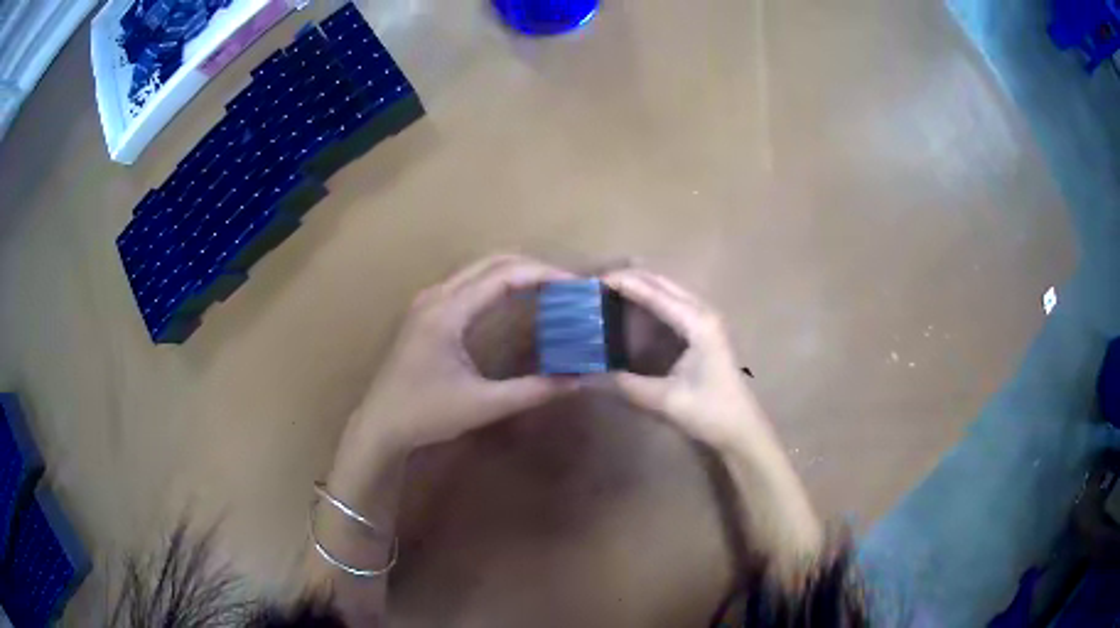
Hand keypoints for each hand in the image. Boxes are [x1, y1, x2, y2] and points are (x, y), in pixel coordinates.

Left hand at [348, 254, 575, 455]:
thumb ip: (532, 391)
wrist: (380, 424)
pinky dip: (495, 283)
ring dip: (513, 272)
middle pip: (491, 263)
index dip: (542, 274)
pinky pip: (467, 283)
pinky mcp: (425, 312)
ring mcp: (427, 302)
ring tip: (548, 289)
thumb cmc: (426, 414)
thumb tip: (577, 379)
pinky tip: (513, 300)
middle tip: (566, 285)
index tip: (574, 285)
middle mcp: (436, 296)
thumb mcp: (483, 405)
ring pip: (477, 270)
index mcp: (447, 313)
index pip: (502, 276)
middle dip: (531, 268)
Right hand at [601, 268, 769, 449]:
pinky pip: (674, 306)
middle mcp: (703, 313)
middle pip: (663, 283)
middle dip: (630, 278)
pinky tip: (633, 310)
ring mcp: (707, 321)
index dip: (624, 282)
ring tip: (608, 290)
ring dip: (641, 287)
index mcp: (698, 323)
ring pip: (669, 292)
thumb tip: (584, 377)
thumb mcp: (664, 400)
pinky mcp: (705, 333)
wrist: (742, 430)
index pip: (654, 292)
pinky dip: (651, 301)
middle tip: (595, 284)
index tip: (592, 281)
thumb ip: (624, 385)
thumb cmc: (710, 413)